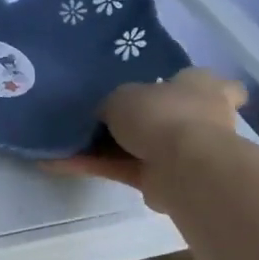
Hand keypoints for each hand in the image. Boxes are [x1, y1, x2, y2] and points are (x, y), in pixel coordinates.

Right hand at [52, 69, 245, 212]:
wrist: (182, 166)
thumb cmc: (161, 114)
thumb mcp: (121, 95)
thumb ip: (112, 104)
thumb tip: (105, 115)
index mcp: (199, 85)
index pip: (190, 80)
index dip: (166, 82)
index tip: (137, 87)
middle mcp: (196, 117)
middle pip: (158, 115)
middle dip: (129, 120)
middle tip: (94, 116)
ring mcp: (182, 151)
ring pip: (136, 146)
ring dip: (102, 148)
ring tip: (63, 142)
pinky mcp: (162, 179)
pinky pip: (122, 169)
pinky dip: (94, 166)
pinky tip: (59, 163)